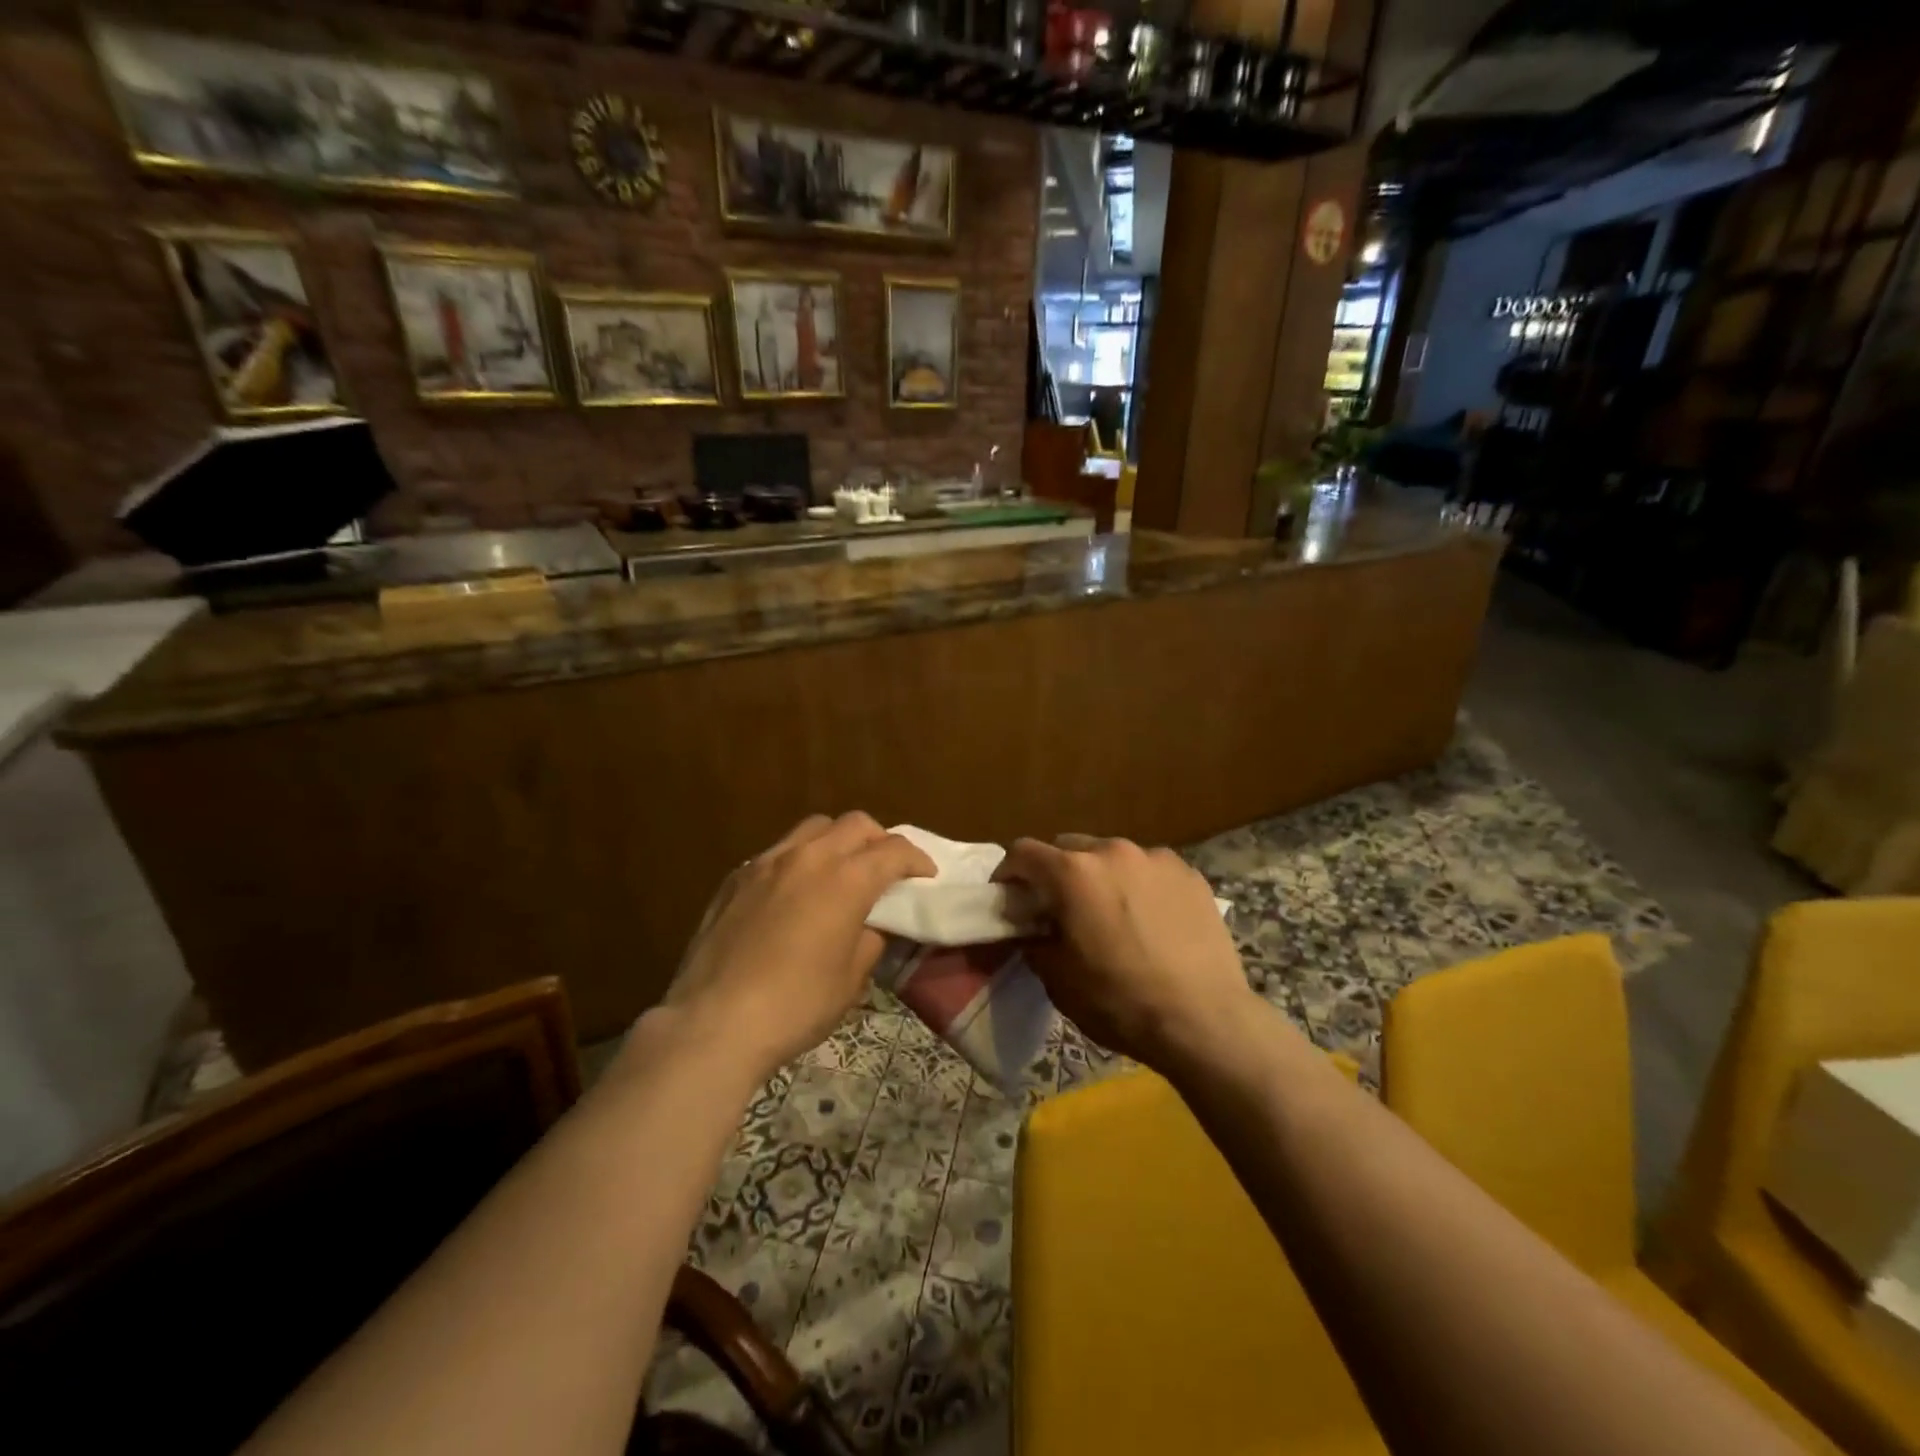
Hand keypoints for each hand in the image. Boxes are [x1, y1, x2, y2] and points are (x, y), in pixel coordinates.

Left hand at [665, 813, 935, 1082]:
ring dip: (837, 842)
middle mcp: (808, 858)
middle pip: (855, 824)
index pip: (893, 851)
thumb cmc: (795, 1006)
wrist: (714, 1023)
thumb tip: (872, 923)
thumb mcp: (851, 979)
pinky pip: (778, 852)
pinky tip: (795, 894)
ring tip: (839, 873)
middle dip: (879, 840)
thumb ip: (870, 938)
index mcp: (845, 880)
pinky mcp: (736, 877)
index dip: (917, 860)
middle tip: (886, 870)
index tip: (925, 875)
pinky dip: (800, 860)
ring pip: (813, 828)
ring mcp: (766, 862)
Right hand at [994, 835, 1253, 1069]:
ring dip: (1100, 876)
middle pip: (1069, 848)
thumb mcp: (1059, 980)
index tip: (1009, 897)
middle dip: (1056, 873)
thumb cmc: (1120, 1002)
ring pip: (1112, 856)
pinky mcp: (1189, 873)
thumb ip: (1035, 942)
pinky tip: (1150, 920)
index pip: (1023, 852)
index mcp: (1073, 874)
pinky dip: (1139, 885)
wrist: (1204, 1020)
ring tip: (1111, 914)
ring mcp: (1156, 858)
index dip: (1008, 873)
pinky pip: (1150, 869)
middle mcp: (1112, 851)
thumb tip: (1032, 929)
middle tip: (1060, 908)